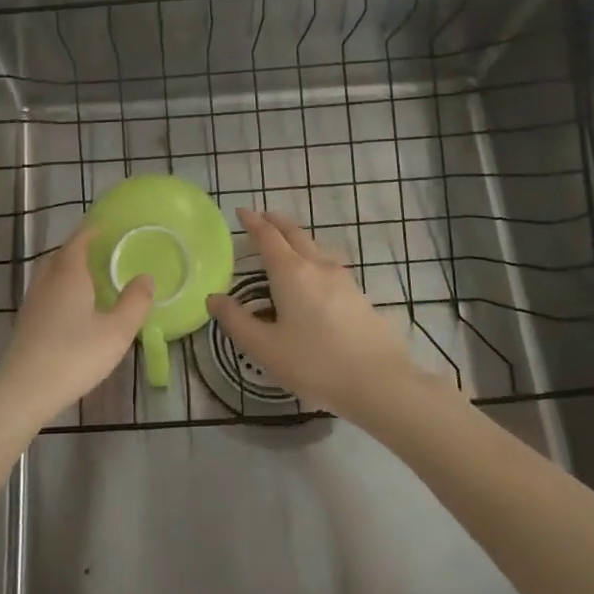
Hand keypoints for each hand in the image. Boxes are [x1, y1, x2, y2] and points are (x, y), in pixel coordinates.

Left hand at [0, 227, 152, 426]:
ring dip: (66, 269)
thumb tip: (146, 277)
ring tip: (86, 278)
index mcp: (69, 274)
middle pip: (60, 255)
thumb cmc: (74, 356)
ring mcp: (32, 303)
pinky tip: (70, 309)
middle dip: (77, 248)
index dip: (91, 231)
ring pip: (49, 274)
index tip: (104, 226)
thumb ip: (134, 303)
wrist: (23, 391)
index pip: (78, 241)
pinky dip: (58, 289)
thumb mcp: (116, 332)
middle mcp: (47, 281)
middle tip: (98, 251)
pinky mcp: (25, 323)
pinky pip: (44, 293)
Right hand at [208, 208, 417, 422]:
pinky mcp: (358, 295)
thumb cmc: (315, 363)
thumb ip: (236, 321)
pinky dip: (312, 256)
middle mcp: (316, 266)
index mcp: (290, 272)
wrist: (379, 382)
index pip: (267, 236)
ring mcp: (342, 279)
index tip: (241, 211)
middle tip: (262, 217)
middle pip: (294, 233)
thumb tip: (213, 298)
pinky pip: (328, 263)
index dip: (252, 222)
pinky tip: (314, 275)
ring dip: (296, 238)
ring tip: (286, 243)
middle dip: (276, 222)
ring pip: (314, 246)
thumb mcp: (265, 348)